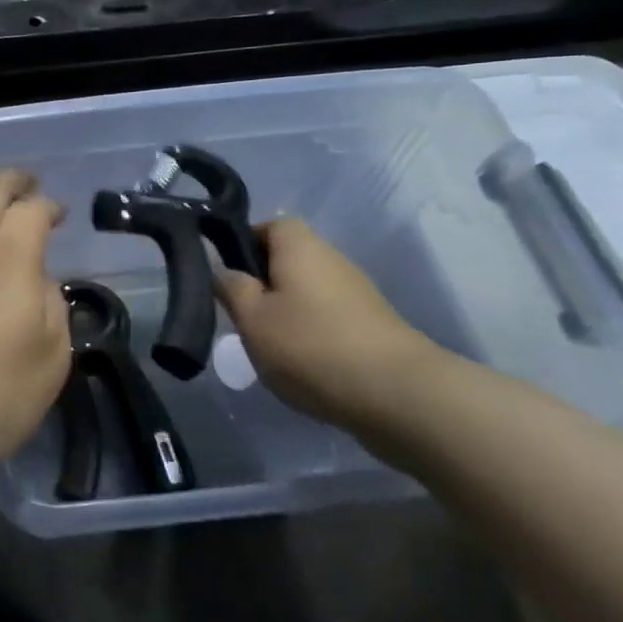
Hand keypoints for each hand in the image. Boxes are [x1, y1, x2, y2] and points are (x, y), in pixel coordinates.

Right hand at [214, 218, 442, 432]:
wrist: (400, 395)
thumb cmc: (311, 346)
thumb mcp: (252, 319)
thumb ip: (231, 288)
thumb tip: (222, 269)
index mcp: (300, 247)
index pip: (269, 226)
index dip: (244, 245)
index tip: (227, 277)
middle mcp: (332, 260)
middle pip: (289, 261)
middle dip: (263, 286)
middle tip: (242, 318)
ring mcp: (358, 294)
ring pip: (308, 293)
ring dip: (287, 314)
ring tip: (270, 349)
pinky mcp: (374, 327)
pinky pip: (329, 319)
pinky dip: (312, 335)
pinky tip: (304, 367)